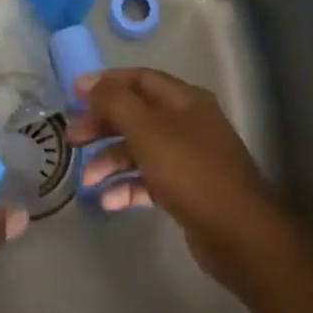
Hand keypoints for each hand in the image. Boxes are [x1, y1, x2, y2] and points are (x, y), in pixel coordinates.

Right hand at [68, 68, 275, 284]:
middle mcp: (187, 123)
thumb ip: (114, 101)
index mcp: (183, 100)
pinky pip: (149, 180)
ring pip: (140, 150)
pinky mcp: (187, 191)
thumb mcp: (146, 129)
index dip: (105, 83)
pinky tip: (108, 201)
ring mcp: (189, 158)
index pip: (138, 79)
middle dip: (102, 125)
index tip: (73, 95)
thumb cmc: (190, 171)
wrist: (239, 234)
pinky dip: (128, 186)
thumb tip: (86, 81)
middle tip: (73, 138)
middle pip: (135, 114)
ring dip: (110, 161)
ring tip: (87, 180)